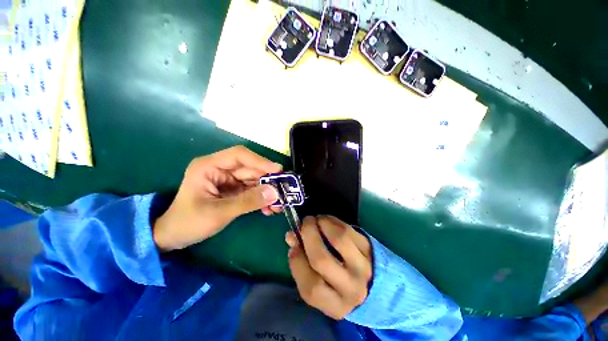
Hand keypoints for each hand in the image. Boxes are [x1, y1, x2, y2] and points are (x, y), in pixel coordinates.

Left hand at [154, 146, 281, 251]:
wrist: (174, 237)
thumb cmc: (188, 222)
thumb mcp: (218, 212)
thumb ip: (248, 201)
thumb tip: (275, 193)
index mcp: (210, 166)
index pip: (239, 155)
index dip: (260, 161)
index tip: (278, 170)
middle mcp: (221, 169)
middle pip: (250, 169)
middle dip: (267, 180)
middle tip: (283, 191)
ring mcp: (228, 180)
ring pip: (254, 180)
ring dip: (267, 191)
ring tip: (277, 204)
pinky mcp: (233, 190)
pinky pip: (252, 190)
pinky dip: (261, 198)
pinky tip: (268, 208)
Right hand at [286, 215, 372, 319]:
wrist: (373, 284)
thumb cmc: (338, 285)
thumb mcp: (321, 285)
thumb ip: (302, 262)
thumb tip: (291, 236)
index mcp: (335, 306)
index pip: (311, 287)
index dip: (297, 263)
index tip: (293, 246)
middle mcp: (352, 289)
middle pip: (321, 259)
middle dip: (308, 235)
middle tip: (304, 223)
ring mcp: (364, 267)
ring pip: (338, 239)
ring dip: (322, 224)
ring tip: (316, 219)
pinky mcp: (370, 249)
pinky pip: (348, 229)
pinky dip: (333, 221)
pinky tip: (326, 220)